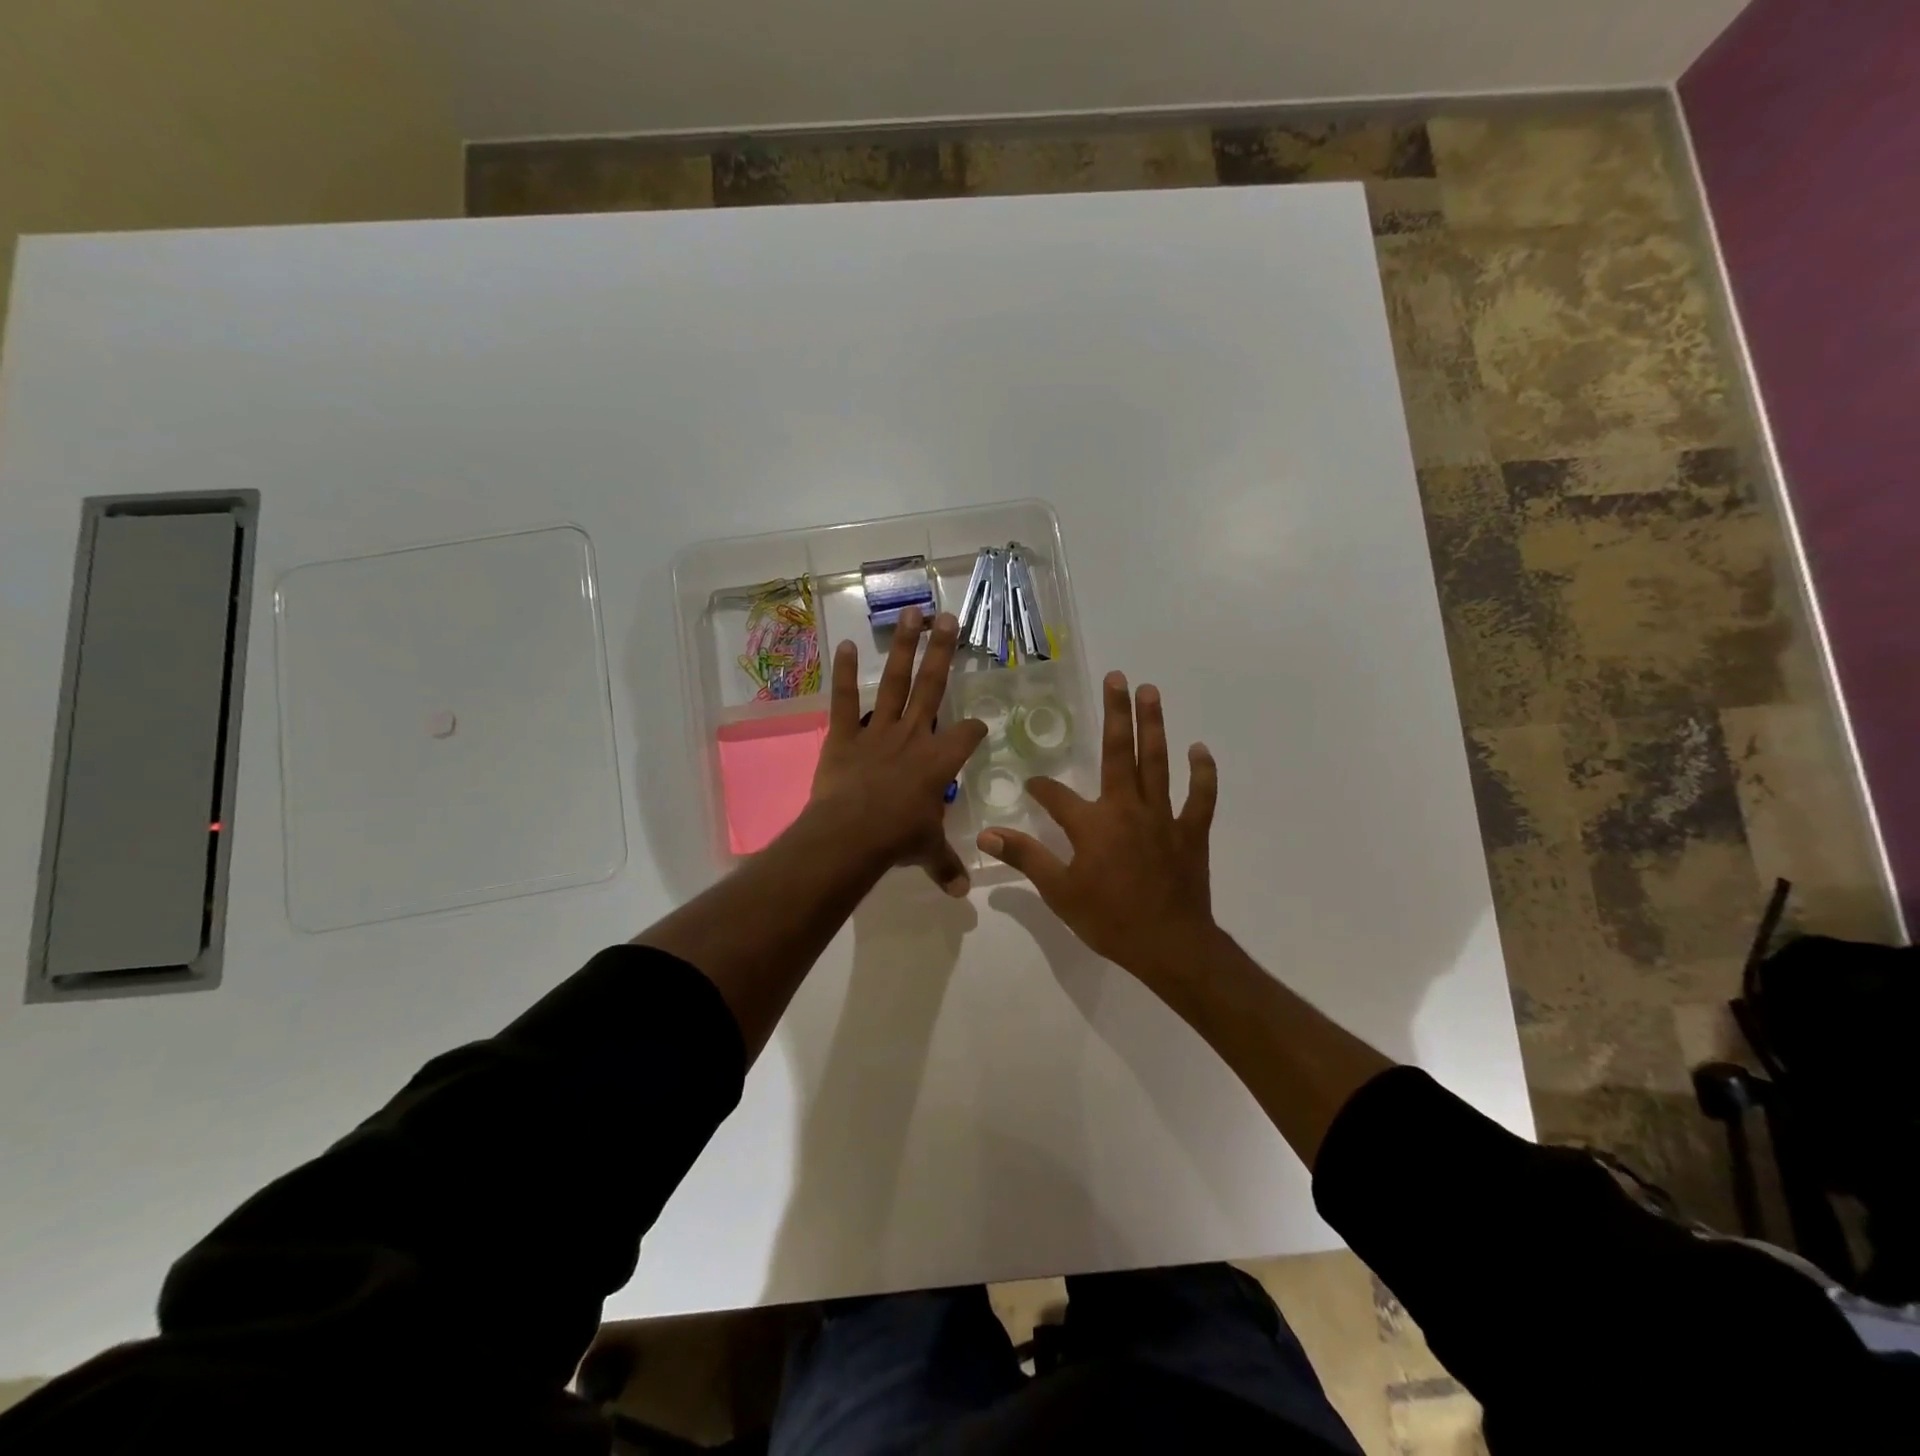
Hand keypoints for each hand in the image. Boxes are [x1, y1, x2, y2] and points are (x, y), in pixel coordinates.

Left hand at [808, 607, 986, 895]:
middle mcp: (913, 736)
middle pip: (933, 686)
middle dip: (943, 652)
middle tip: (949, 618)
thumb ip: (946, 866)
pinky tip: (844, 645)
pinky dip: (844, 674)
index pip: (967, 735)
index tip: (978, 726)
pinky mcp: (845, 735)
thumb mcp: (928, 853)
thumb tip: (961, 893)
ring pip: (896, 682)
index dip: (975, 729)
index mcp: (940, 761)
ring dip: (904, 647)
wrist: (851, 835)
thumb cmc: (897, 840)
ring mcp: (878, 731)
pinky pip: (845, 701)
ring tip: (912, 613)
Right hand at [977, 672, 1218, 979]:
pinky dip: (1202, 772)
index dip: (1041, 788)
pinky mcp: (1191, 831)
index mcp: (1093, 823)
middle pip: (1119, 752)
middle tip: (1117, 677)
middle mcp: (1127, 808)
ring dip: (1154, 725)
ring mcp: (1163, 816)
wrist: (1170, 946)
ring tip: (1150, 691)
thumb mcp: (1059, 892)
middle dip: (1116, 713)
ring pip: (1157, 762)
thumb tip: (986, 835)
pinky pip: (1200, 796)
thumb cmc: (1110, 919)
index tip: (1033, 785)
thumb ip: (1025, 857)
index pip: (1057, 796)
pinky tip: (1200, 749)